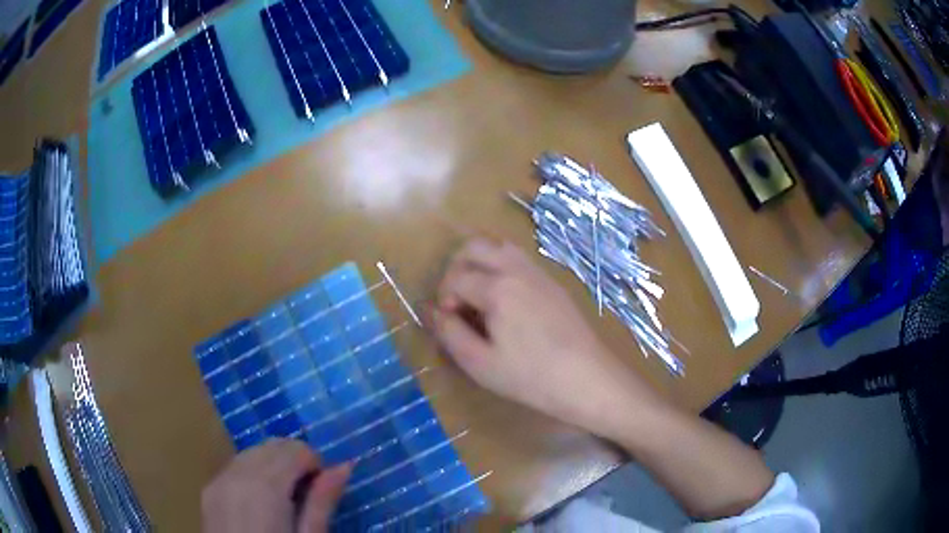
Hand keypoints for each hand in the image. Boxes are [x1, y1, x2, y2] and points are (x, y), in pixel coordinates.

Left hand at [201, 439, 350, 532]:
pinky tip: (260, 501)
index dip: (315, 464)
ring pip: (252, 453)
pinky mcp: (208, 490)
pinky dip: (253, 472)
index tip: (322, 490)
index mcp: (265, 487)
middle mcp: (237, 474)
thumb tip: (345, 465)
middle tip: (307, 494)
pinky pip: (235, 466)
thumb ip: (322, 502)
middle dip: (294, 461)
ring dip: (273, 465)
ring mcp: (218, 480)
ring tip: (285, 498)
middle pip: (272, 445)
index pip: (295, 449)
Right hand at [429, 238, 663, 438]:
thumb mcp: (480, 363)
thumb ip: (449, 333)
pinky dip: (502, 268)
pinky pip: (519, 259)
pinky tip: (506, 302)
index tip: (449, 324)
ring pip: (499, 247)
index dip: (443, 299)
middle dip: (456, 269)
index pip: (455, 278)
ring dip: (480, 264)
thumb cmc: (530, 377)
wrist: (587, 379)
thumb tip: (431, 311)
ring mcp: (538, 272)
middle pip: (474, 247)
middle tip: (456, 302)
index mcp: (497, 288)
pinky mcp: (553, 282)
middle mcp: (517, 269)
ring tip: (478, 298)